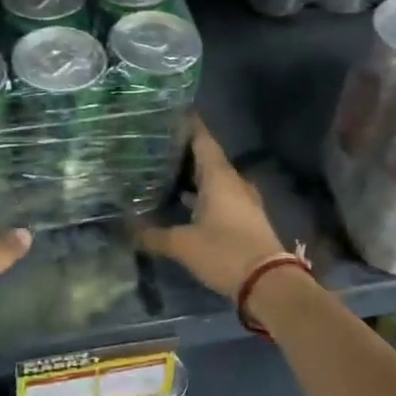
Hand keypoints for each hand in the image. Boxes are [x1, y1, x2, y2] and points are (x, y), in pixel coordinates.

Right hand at [137, 119, 286, 300]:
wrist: (269, 283)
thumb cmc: (225, 252)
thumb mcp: (183, 245)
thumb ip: (153, 235)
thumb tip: (126, 227)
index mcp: (219, 177)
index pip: (203, 139)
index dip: (188, 124)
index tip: (169, 113)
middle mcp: (233, 182)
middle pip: (207, 157)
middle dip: (183, 151)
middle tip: (155, 145)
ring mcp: (242, 200)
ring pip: (214, 178)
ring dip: (193, 174)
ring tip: (164, 171)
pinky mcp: (245, 217)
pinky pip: (220, 195)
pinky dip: (201, 193)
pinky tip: (183, 202)